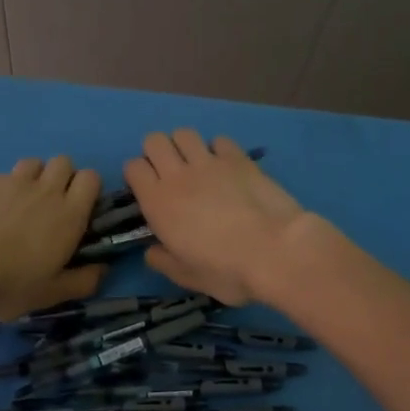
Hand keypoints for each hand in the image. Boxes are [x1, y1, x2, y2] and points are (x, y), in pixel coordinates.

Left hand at [0, 157, 104, 321]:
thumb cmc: (9, 284)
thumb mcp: (50, 294)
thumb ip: (82, 282)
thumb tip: (104, 270)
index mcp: (69, 215)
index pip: (91, 178)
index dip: (86, 188)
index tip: (78, 207)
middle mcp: (45, 190)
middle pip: (63, 162)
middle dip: (60, 177)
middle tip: (48, 204)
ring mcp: (12, 181)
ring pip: (32, 163)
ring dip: (32, 177)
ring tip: (18, 203)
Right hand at [124, 130, 307, 305]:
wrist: (276, 252)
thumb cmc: (226, 271)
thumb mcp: (187, 277)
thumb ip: (164, 261)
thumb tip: (152, 251)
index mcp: (158, 202)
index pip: (133, 167)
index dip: (138, 176)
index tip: (149, 191)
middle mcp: (178, 175)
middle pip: (154, 140)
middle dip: (158, 153)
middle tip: (171, 175)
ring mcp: (210, 162)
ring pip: (184, 133)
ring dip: (185, 147)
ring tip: (197, 167)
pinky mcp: (239, 158)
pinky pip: (219, 140)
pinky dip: (218, 150)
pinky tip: (227, 168)